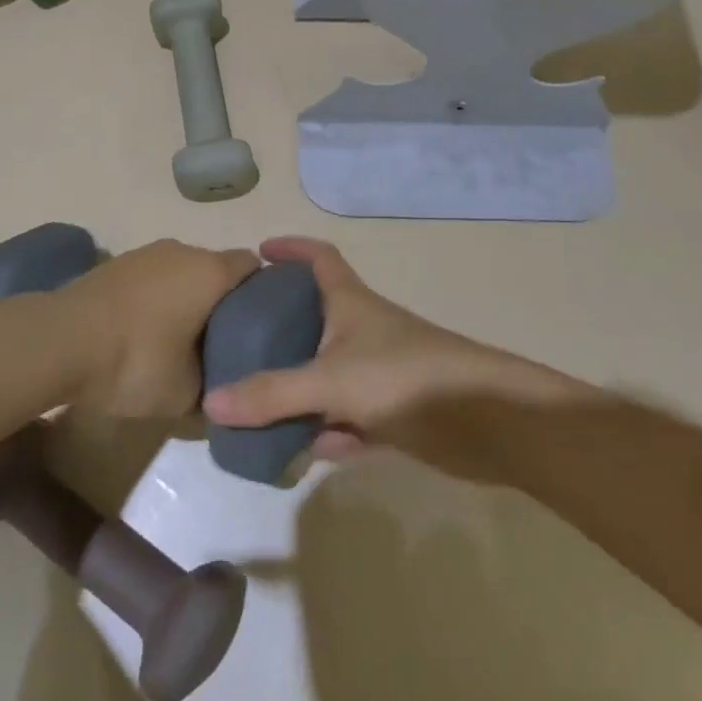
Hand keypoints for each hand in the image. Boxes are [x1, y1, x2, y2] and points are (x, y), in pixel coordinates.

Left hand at [60, 239, 260, 416]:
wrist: (60, 340)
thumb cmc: (136, 361)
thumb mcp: (185, 393)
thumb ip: (212, 388)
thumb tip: (218, 391)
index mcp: (209, 271)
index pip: (252, 266)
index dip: (261, 293)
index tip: (260, 326)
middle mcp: (180, 250)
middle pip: (214, 268)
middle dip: (220, 300)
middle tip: (222, 341)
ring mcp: (143, 253)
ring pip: (179, 271)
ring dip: (183, 298)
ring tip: (180, 339)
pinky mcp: (113, 264)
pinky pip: (150, 278)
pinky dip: (154, 298)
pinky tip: (143, 332)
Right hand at [201, 237, 589, 459]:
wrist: (490, 423)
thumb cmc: (406, 377)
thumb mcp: (331, 380)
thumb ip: (272, 394)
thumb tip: (212, 403)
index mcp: (349, 302)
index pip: (318, 257)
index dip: (291, 249)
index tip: (258, 253)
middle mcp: (361, 330)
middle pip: (313, 317)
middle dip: (278, 327)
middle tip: (237, 339)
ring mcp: (378, 372)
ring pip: (325, 374)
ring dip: (295, 389)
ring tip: (251, 404)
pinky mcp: (393, 412)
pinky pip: (345, 417)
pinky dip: (324, 430)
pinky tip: (296, 451)